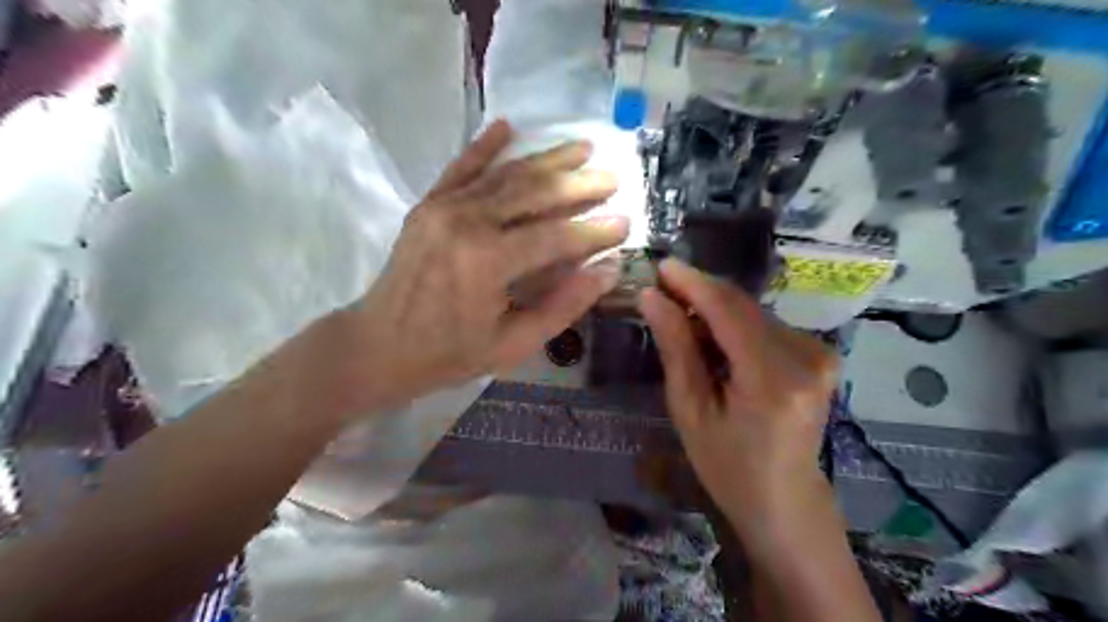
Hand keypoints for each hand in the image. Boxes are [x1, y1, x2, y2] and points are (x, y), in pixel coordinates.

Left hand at [325, 119, 630, 415]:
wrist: (379, 345)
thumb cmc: (449, 353)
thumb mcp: (512, 344)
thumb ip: (562, 305)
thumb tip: (606, 272)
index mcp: (488, 262)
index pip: (556, 237)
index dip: (594, 231)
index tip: (626, 222)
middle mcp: (467, 222)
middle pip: (534, 193)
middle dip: (578, 184)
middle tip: (612, 176)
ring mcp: (444, 208)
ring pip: (505, 175)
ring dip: (546, 159)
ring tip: (581, 147)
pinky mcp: (428, 204)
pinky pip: (461, 168)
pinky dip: (484, 146)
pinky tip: (507, 126)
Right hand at [641, 260, 840, 537]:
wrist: (783, 498)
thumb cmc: (727, 465)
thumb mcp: (691, 410)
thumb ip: (676, 348)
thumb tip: (652, 297)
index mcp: (773, 378)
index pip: (729, 310)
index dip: (693, 283)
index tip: (661, 265)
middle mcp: (806, 356)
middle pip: (743, 306)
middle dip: (700, 292)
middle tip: (661, 289)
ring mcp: (819, 353)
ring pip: (753, 312)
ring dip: (715, 309)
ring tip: (680, 317)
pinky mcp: (819, 354)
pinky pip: (766, 324)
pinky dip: (734, 323)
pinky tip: (712, 337)